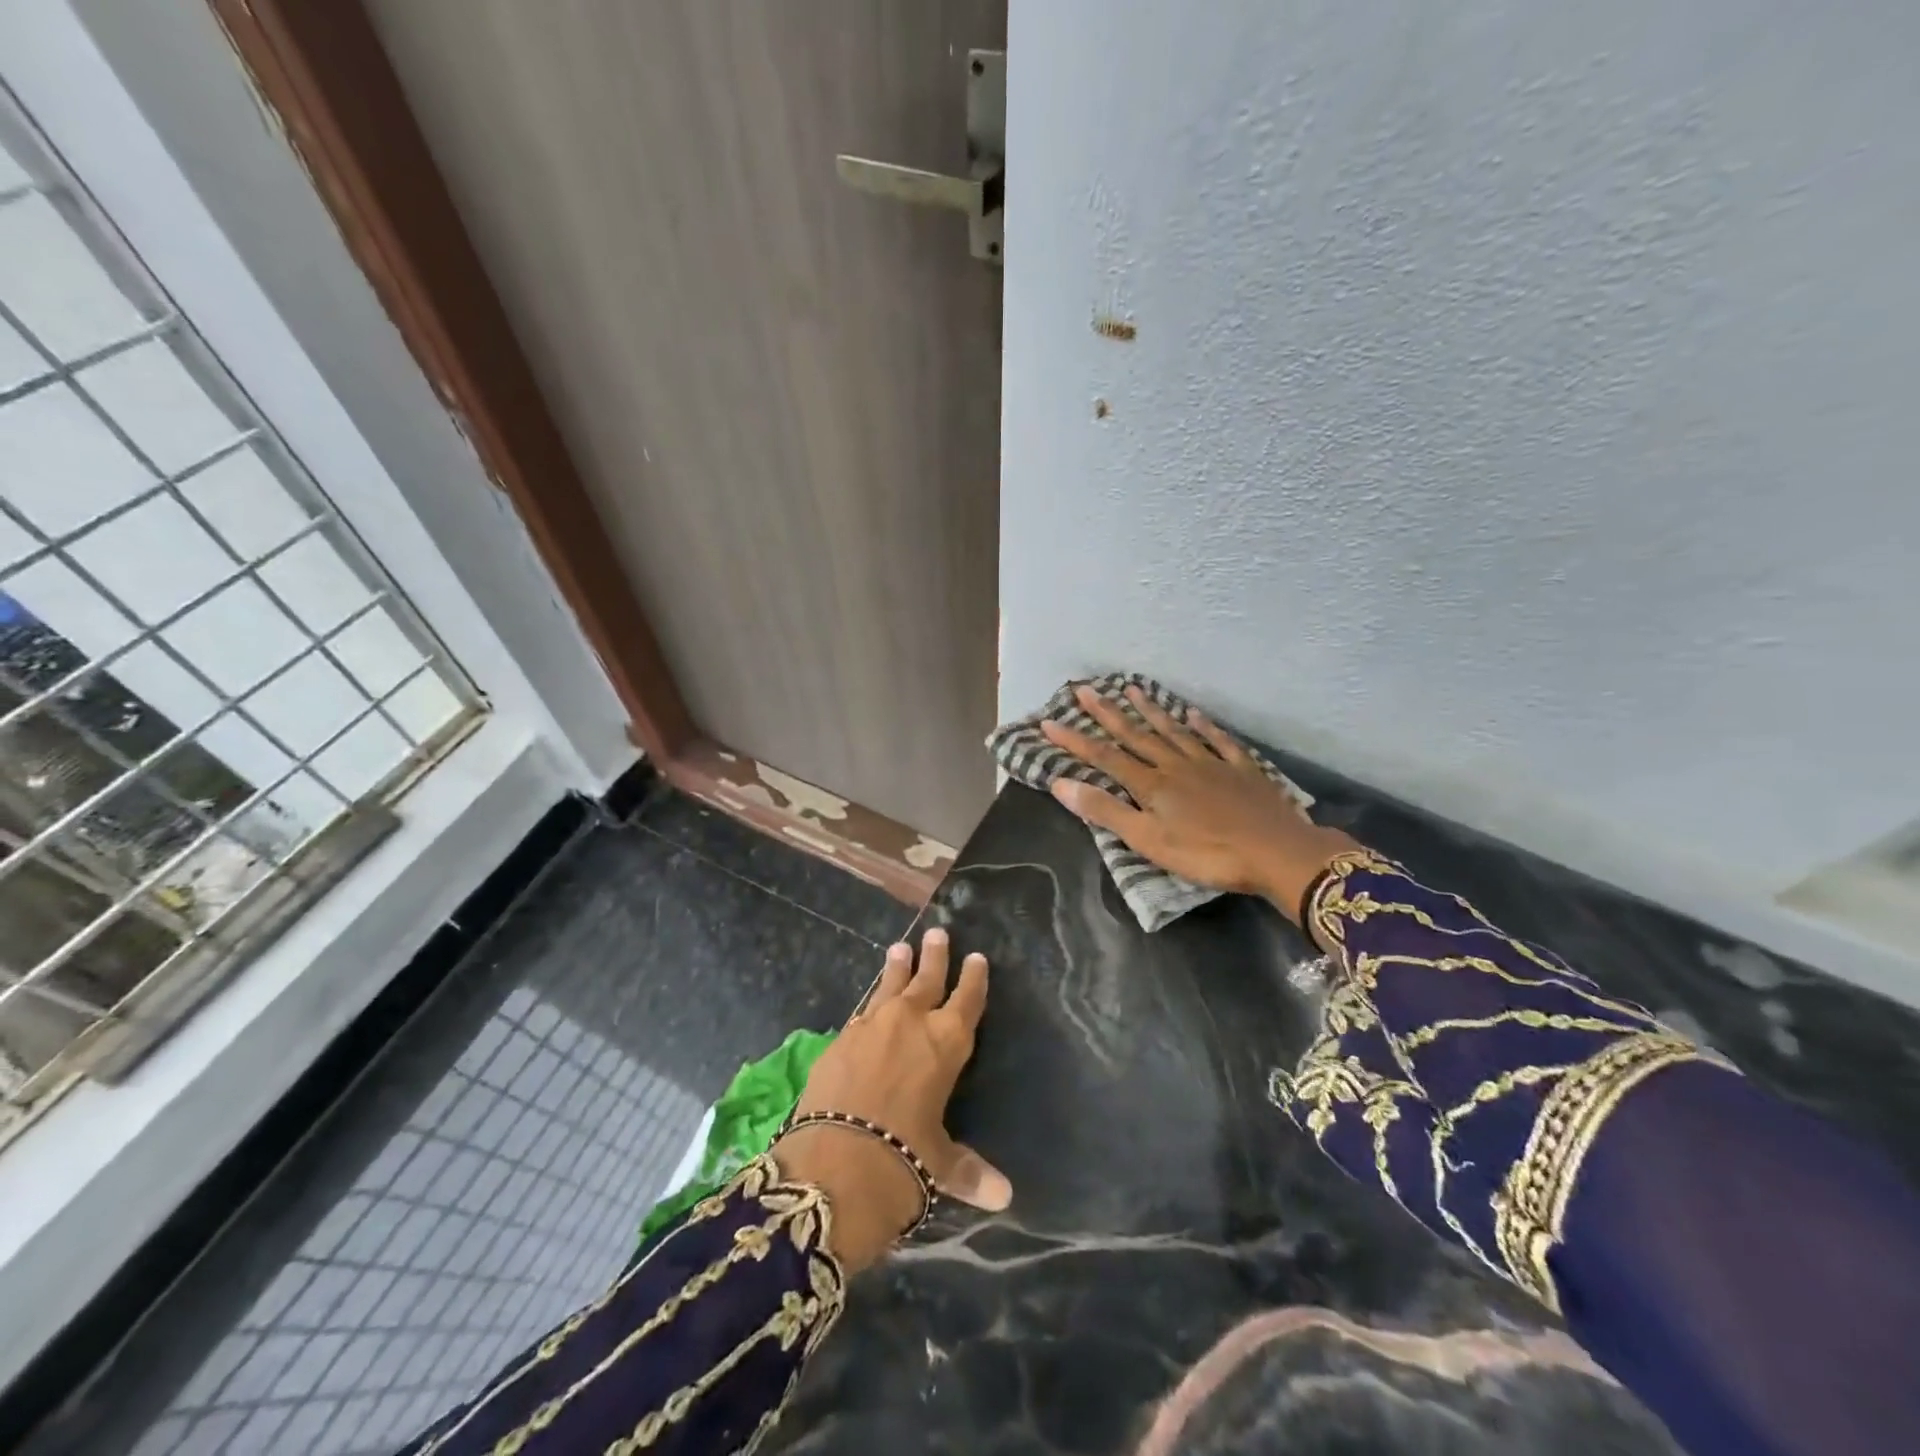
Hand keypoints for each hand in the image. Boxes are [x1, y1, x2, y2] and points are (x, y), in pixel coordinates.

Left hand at [774, 928, 1010, 1271]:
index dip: (974, 979)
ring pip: (890, 985)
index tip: (977, 958)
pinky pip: (862, 1012)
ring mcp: (872, 1025)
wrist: (834, 1160)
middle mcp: (912, 1022)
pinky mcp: (840, 1037)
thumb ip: (969, 1171)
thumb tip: (1004, 1197)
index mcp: (947, 1043)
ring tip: (900, 947)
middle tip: (938, 933)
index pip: (967, 1000)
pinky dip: (870, 1004)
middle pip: (928, 979)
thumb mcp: (940, 1164)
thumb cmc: (902, 1159)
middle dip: (935, 956)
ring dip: (897, 967)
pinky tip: (869, 1004)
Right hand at [1040, 683, 1358, 922]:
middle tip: (1085, 689)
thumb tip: (1060, 783)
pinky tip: (1193, 714)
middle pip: (1136, 736)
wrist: (1276, 852)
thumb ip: (1105, 811)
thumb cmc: (1207, 854)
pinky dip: (1203, 726)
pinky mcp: (1241, 770)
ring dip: (1150, 711)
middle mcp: (1176, 765)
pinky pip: (1217, 741)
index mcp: (1151, 785)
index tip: (1049, 721)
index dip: (1075, 740)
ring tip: (1132, 689)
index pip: (1104, 757)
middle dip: (1107, 713)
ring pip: (1173, 731)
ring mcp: (1210, 763)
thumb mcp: (1148, 840)